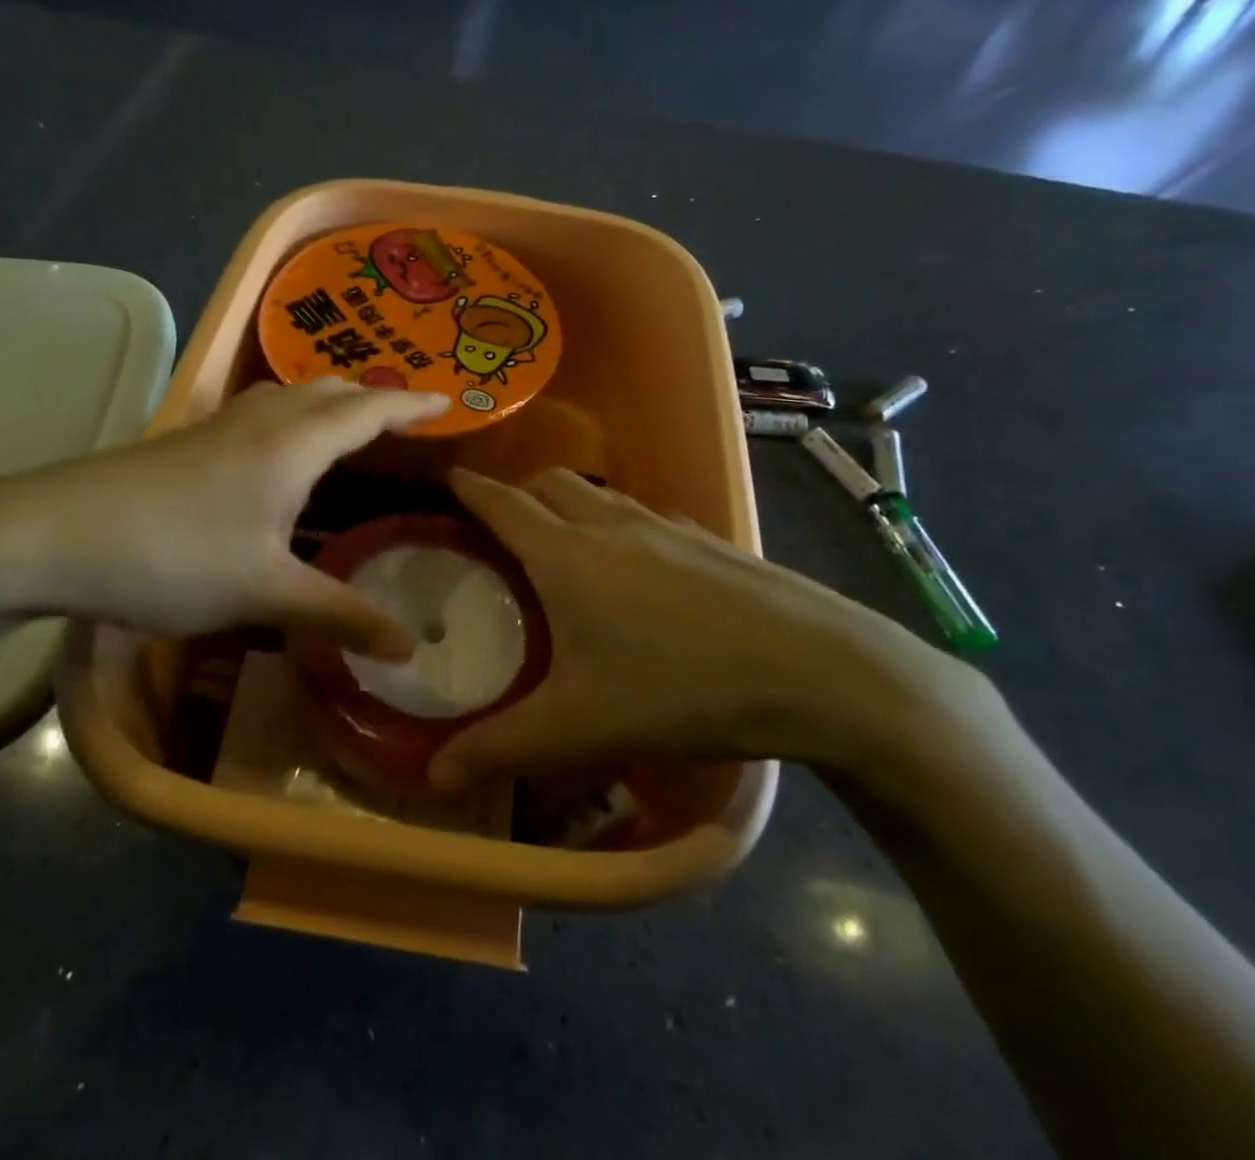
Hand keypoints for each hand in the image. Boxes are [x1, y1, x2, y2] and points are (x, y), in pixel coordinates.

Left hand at [0, 380, 446, 659]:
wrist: (47, 535)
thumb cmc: (171, 557)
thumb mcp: (263, 593)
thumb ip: (339, 615)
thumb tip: (410, 648)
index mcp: (292, 444)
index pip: (368, 410)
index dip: (411, 404)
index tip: (449, 400)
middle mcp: (259, 421)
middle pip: (328, 390)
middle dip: (371, 397)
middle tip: (402, 418)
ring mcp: (217, 426)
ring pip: (288, 397)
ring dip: (326, 403)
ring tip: (347, 429)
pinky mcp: (185, 443)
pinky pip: (258, 414)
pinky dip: (291, 420)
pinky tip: (277, 457)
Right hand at [429, 468, 991, 790]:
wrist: (821, 672)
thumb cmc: (682, 690)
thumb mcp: (580, 728)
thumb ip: (500, 748)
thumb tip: (433, 774)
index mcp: (568, 555)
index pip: (501, 503)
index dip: (468, 488)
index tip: (445, 479)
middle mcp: (612, 525)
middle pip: (550, 482)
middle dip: (518, 492)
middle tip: (501, 530)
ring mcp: (669, 526)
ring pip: (601, 495)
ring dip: (571, 505)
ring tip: (565, 550)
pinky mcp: (711, 541)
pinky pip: (648, 516)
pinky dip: (621, 525)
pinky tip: (639, 574)